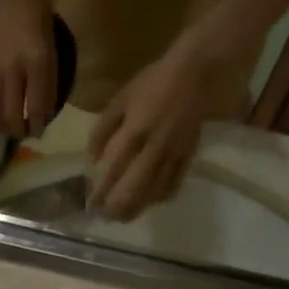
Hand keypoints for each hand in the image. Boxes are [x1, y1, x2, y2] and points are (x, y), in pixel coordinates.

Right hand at [0, 0, 56, 139]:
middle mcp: (11, 69)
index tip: (38, 132)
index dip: (37, 125)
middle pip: (10, 113)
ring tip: (3, 127)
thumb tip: (42, 112)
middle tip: (20, 133)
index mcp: (37, 63)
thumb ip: (47, 82)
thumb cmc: (37, 16)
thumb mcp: (51, 50)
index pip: (36, 106)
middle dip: (16, 130)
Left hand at [88, 44, 240, 220]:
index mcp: (133, 132)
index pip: (113, 170)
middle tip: (107, 216)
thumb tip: (92, 160)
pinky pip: (176, 182)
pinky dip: (163, 196)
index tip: (91, 204)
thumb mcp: (120, 100)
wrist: (197, 72)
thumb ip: (103, 130)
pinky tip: (153, 202)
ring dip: (139, 207)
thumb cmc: (153, 82)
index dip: (101, 191)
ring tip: (125, 217)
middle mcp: (154, 147)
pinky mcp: (190, 154)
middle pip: (134, 188)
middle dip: (119, 207)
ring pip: (155, 190)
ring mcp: (174, 153)